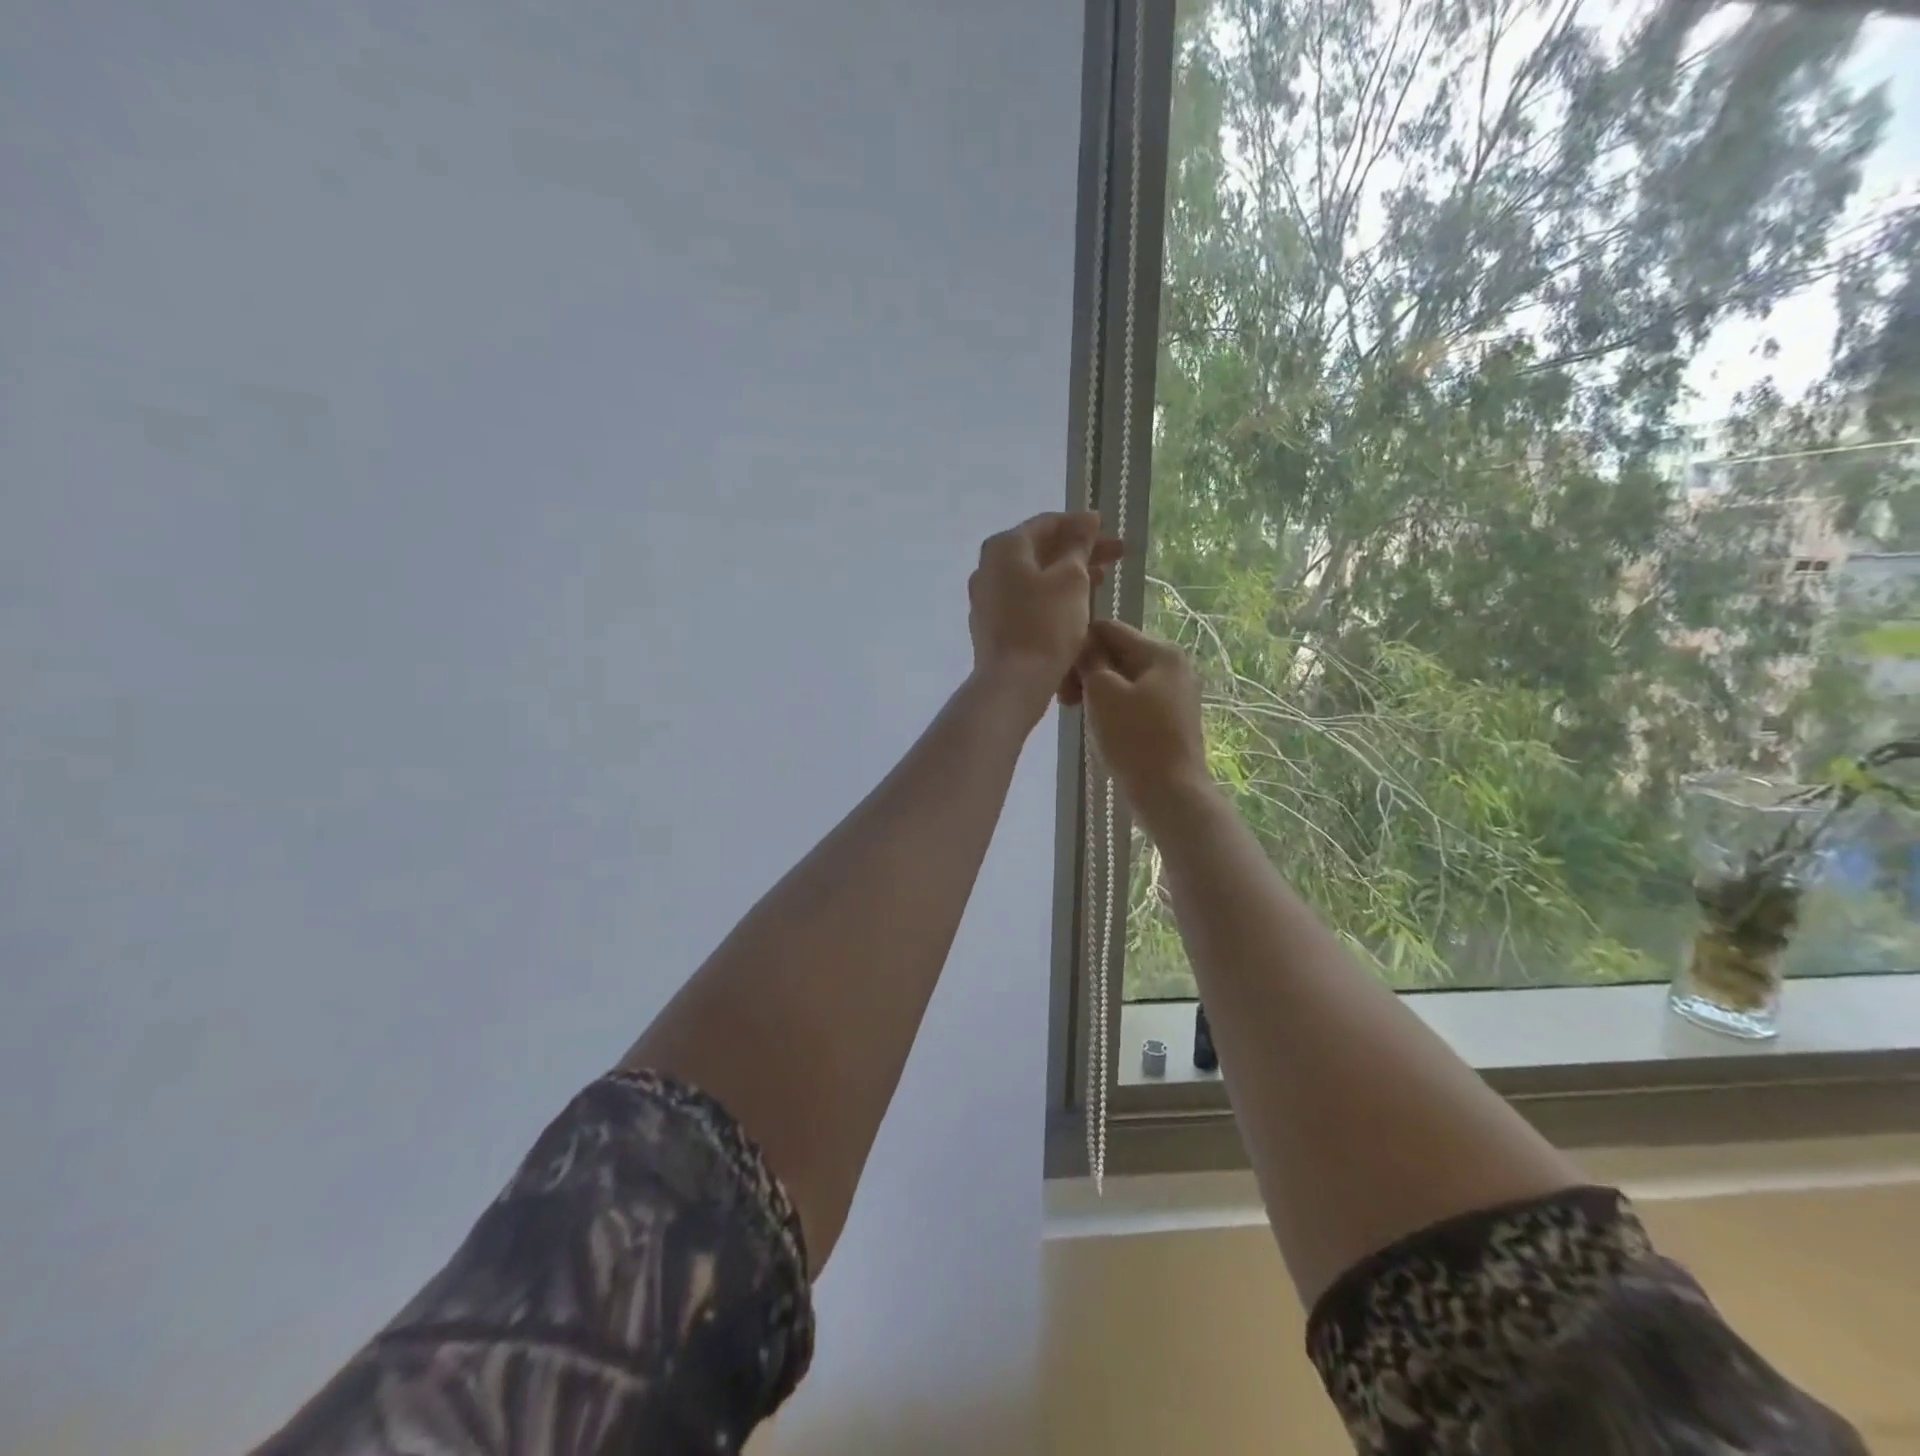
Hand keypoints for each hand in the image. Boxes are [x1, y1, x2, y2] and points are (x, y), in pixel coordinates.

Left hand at [968, 512, 1123, 718]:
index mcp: (1005, 547)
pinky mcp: (991, 625)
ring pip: (1034, 577)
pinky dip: (1051, 596)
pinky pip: (1026, 600)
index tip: (1108, 529)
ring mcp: (986, 598)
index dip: (1081, 525)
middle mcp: (988, 567)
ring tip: (1103, 580)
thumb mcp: (1071, 579)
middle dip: (1079, 551)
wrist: (1013, 683)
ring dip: (1068, 575)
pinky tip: (1076, 605)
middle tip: (1116, 556)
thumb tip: (1086, 520)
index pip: (1047, 523)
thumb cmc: (1046, 625)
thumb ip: (1079, 545)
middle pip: (1040, 550)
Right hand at [1076, 620, 1210, 809]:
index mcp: (1160, 652)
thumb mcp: (1103, 693)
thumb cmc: (1134, 740)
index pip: (1108, 629)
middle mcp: (1173, 665)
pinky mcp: (1172, 719)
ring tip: (1083, 717)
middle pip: (1117, 654)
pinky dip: (1114, 708)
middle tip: (1067, 703)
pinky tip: (1103, 729)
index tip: (1061, 680)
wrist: (1171, 794)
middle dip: (1087, 673)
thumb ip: (1090, 661)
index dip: (1078, 647)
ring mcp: (1175, 693)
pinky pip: (1135, 700)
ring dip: (1098, 693)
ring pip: (1124, 679)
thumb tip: (1082, 643)